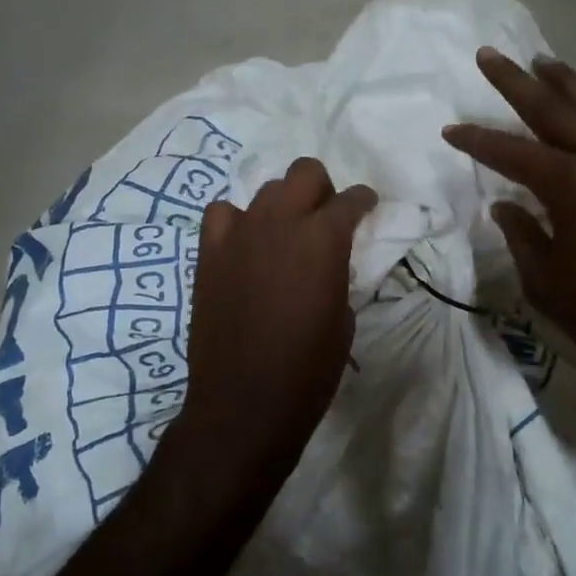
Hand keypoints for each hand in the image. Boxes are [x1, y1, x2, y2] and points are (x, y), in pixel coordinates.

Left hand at [175, 158, 376, 486]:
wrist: (245, 402)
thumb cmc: (308, 370)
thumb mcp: (343, 320)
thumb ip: (338, 275)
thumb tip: (328, 264)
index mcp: (324, 239)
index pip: (351, 200)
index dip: (363, 201)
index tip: (366, 207)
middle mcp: (281, 223)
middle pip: (305, 173)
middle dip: (322, 189)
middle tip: (325, 218)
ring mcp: (239, 234)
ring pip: (265, 189)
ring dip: (282, 205)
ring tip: (285, 234)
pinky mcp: (209, 254)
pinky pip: (222, 214)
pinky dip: (237, 221)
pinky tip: (245, 244)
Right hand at [443, 48, 575, 400]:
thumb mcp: (548, 282)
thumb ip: (523, 236)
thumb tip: (505, 206)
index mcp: (571, 184)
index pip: (512, 152)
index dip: (477, 141)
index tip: (450, 129)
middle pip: (555, 109)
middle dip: (517, 82)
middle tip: (491, 54)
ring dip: (568, 84)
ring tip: (545, 63)